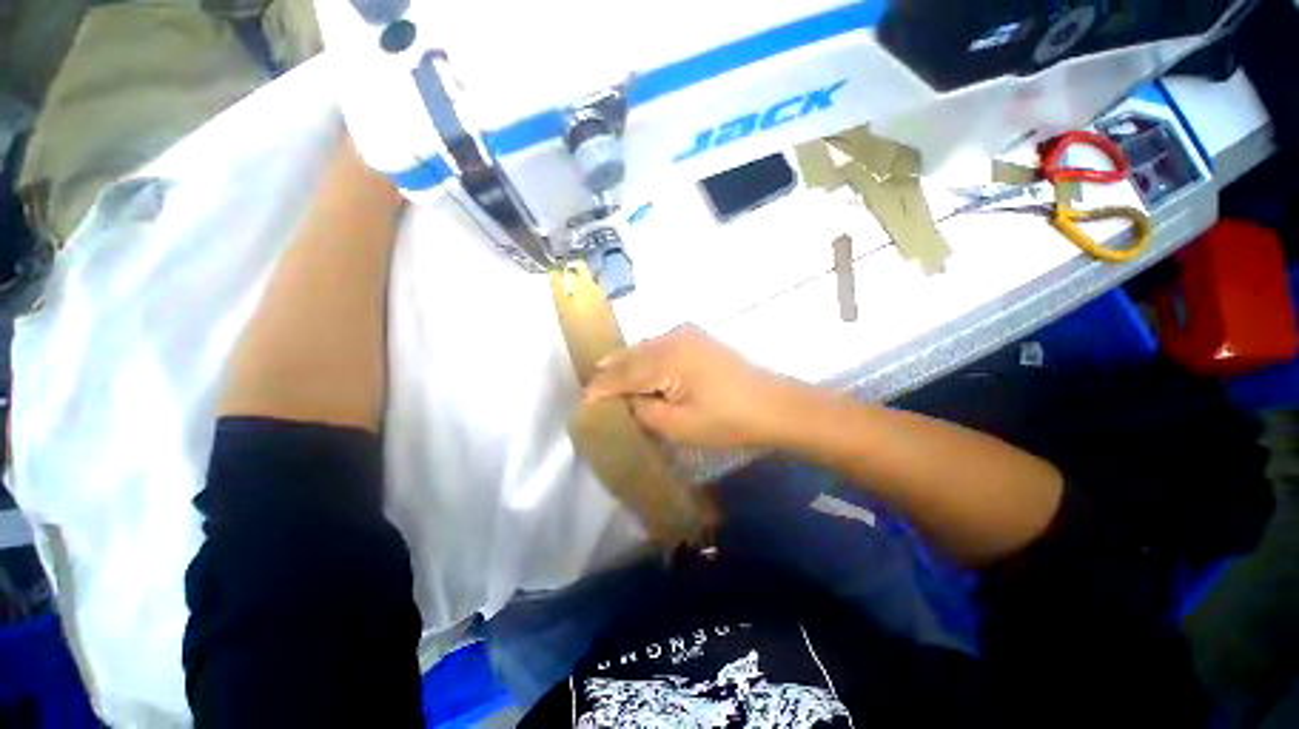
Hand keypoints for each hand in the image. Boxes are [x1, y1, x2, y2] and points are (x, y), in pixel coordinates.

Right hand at [584, 326, 801, 448]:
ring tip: (610, 380)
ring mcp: (687, 334)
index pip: (622, 374)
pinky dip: (645, 358)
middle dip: (609, 373)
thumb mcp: (679, 426)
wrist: (774, 405)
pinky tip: (640, 370)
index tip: (584, 403)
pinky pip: (659, 345)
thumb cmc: (728, 421)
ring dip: (627, 364)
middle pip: (630, 355)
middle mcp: (672, 338)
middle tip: (593, 392)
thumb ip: (644, 410)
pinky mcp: (698, 338)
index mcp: (666, 359)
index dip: (601, 389)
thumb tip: (627, 400)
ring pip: (644, 347)